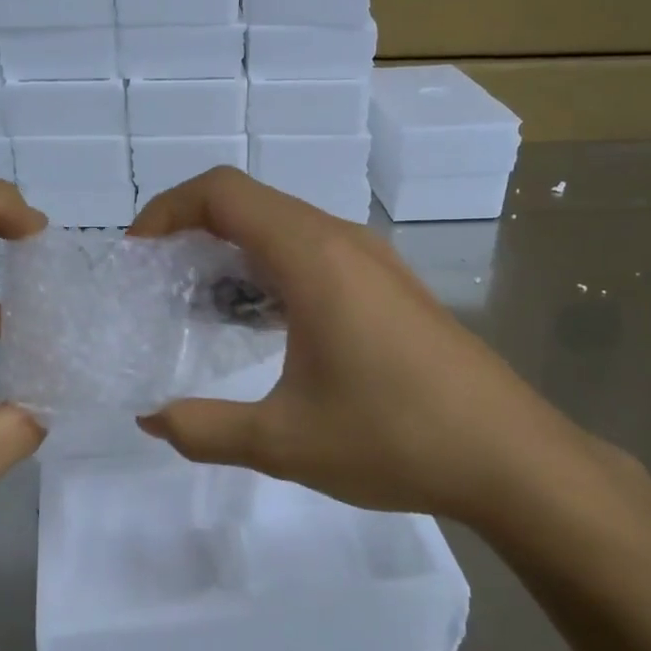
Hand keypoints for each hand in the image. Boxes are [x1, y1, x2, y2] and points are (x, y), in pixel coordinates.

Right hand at [130, 168, 632, 522]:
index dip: (168, 209)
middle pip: (250, 202)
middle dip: (193, 230)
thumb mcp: (284, 441)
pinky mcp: (389, 283)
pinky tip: (267, 325)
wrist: (512, 457)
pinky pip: (314, 250)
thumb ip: (204, 429)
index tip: (138, 253)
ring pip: (284, 225)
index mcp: (312, 257)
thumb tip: (150, 420)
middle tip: (159, 282)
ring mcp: (372, 259)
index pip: (223, 192)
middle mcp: (342, 240)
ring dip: (235, 250)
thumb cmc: (395, 438)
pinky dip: (271, 267)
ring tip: (203, 305)